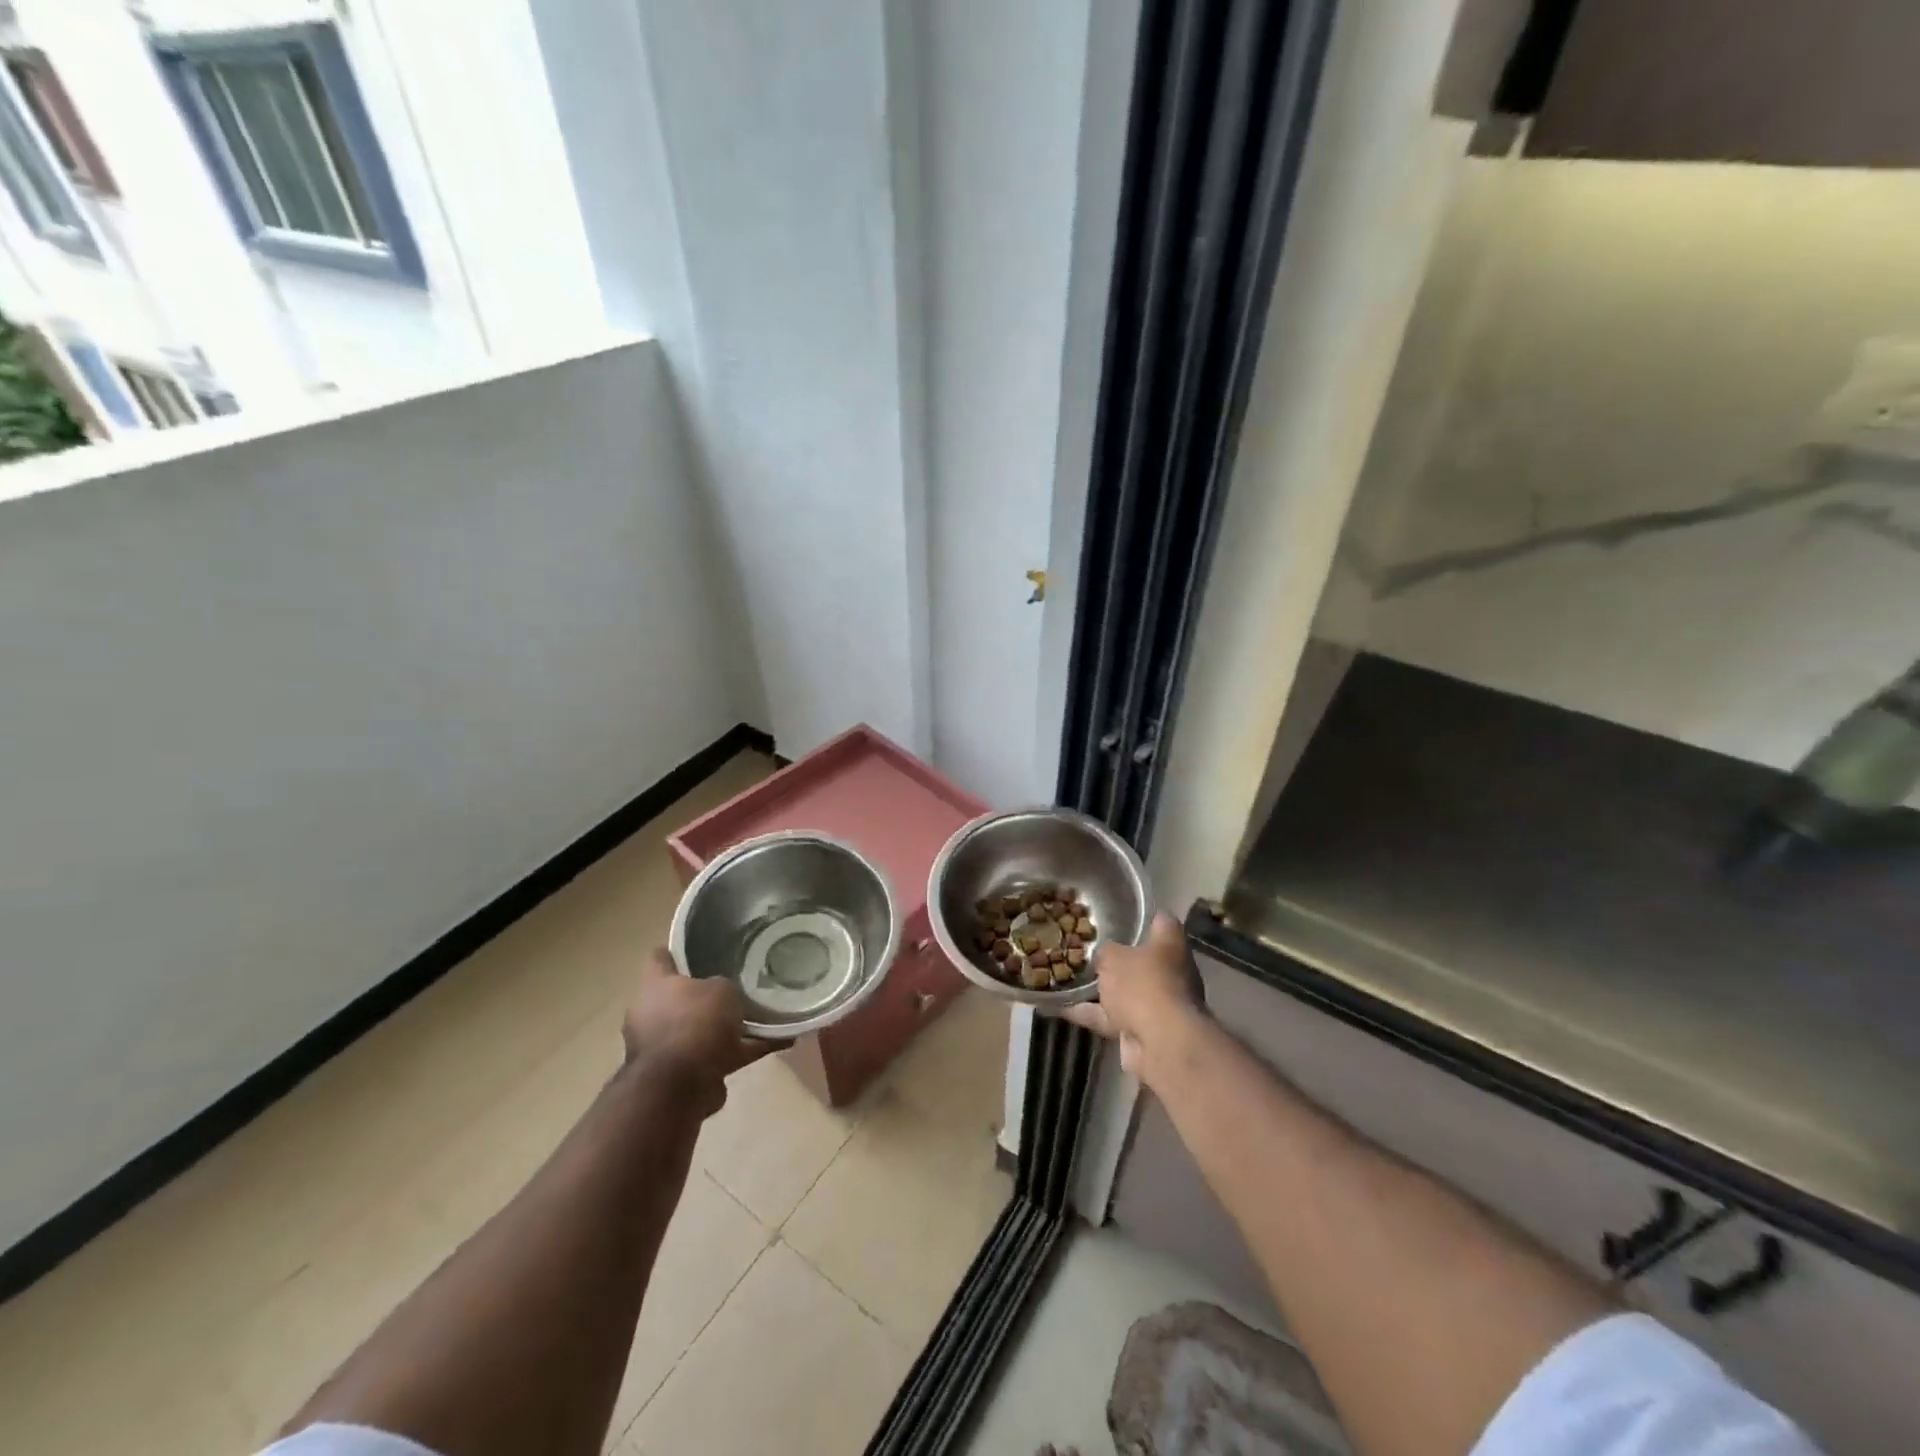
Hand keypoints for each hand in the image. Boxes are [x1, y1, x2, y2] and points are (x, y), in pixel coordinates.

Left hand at [623, 949, 774, 1116]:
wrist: (681, 1087)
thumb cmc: (695, 1022)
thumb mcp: (721, 988)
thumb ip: (722, 987)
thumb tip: (723, 994)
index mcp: (654, 987)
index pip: (658, 958)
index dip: (677, 950)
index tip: (701, 945)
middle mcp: (652, 1015)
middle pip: (680, 997)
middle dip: (706, 995)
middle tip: (738, 985)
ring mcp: (666, 1048)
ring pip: (701, 1030)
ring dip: (727, 1027)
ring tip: (765, 1016)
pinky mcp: (685, 1075)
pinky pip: (721, 1056)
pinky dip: (746, 1050)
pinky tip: (779, 1042)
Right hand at [1064, 912, 1204, 1082]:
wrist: (1160, 1043)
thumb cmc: (1141, 985)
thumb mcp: (1112, 957)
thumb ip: (1106, 952)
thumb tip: (1104, 955)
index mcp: (1170, 945)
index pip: (1162, 921)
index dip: (1145, 917)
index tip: (1124, 914)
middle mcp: (1172, 972)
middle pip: (1144, 959)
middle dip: (1119, 957)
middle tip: (1090, 948)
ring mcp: (1160, 1003)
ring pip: (1127, 991)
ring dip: (1103, 990)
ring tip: (1069, 978)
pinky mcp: (1145, 1030)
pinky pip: (1113, 1017)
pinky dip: (1090, 1014)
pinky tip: (1061, 1009)